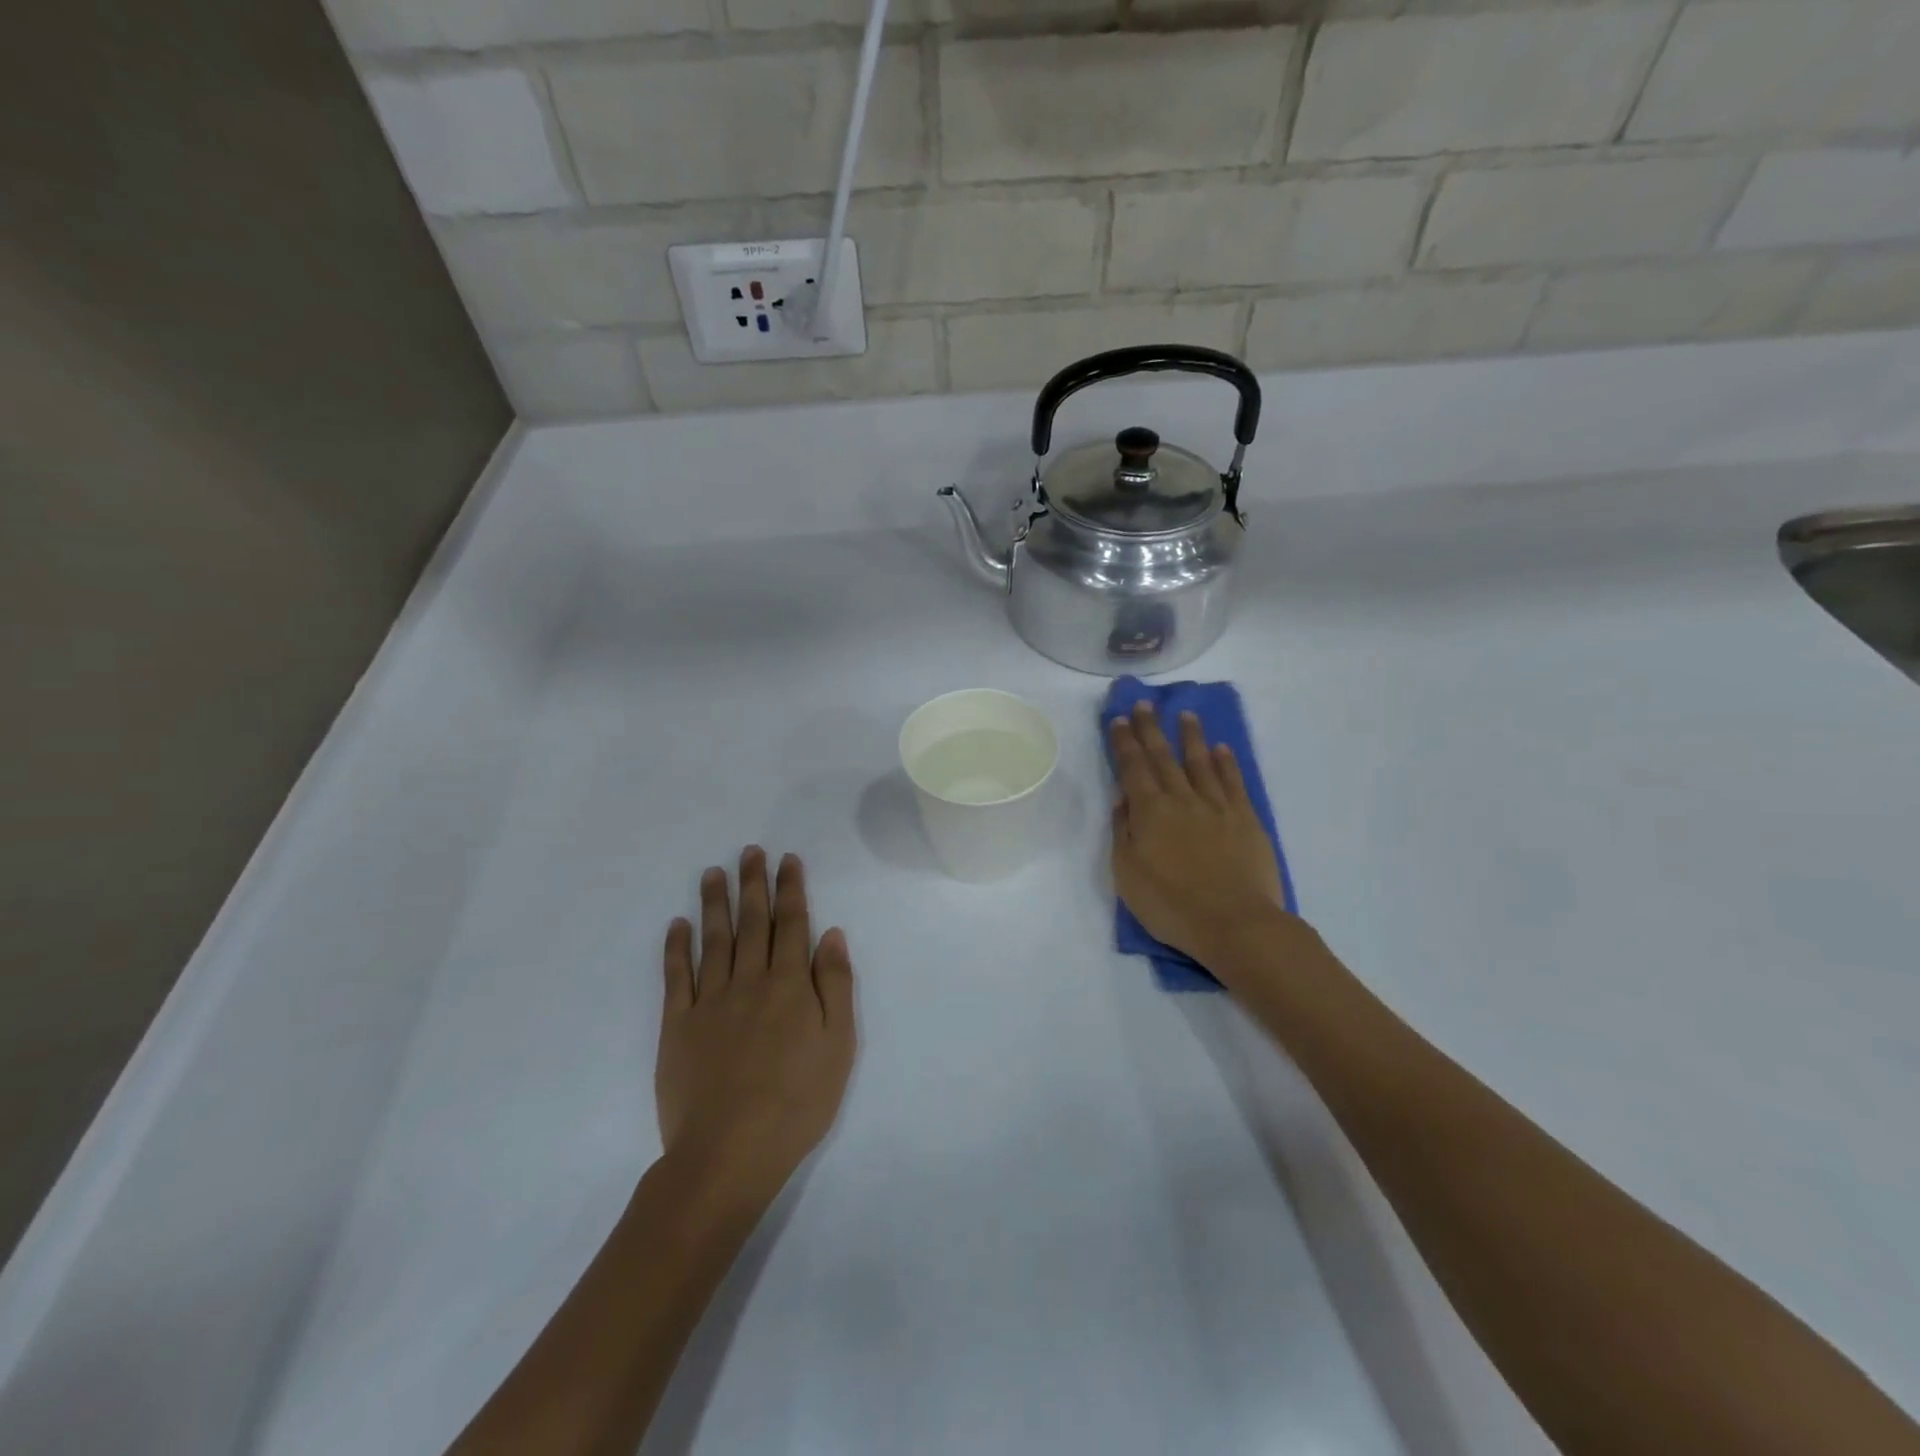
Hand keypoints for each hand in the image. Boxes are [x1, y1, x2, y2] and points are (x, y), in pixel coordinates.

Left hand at [656, 847, 856, 1207]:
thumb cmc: (797, 1101)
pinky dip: (676, 948)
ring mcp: (709, 1001)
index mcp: (790, 985)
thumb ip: (835, 985)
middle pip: (752, 922)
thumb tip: (831, 934)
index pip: (792, 924)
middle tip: (750, 851)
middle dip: (753, 884)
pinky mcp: (677, 1025)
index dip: (790, 889)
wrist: (729, 1152)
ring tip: (713, 872)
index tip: (787, 860)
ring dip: (715, 903)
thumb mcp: (838, 1045)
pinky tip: (678, 924)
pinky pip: (676, 977)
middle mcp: (750, 981)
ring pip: (714, 940)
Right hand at [1109, 702, 1290, 974]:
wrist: (1234, 923)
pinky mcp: (1246, 819)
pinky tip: (1220, 749)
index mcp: (1150, 811)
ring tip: (1185, 715)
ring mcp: (1217, 807)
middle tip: (1145, 704)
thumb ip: (1123, 832)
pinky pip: (1233, 782)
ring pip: (1200, 762)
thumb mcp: (1127, 874)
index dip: (1125, 742)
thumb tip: (1123, 799)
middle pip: (1163, 757)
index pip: (1133, 767)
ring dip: (1191, 737)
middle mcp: (1182, 799)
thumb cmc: (1171, 905)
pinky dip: (1225, 763)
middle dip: (1151, 729)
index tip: (1120, 719)